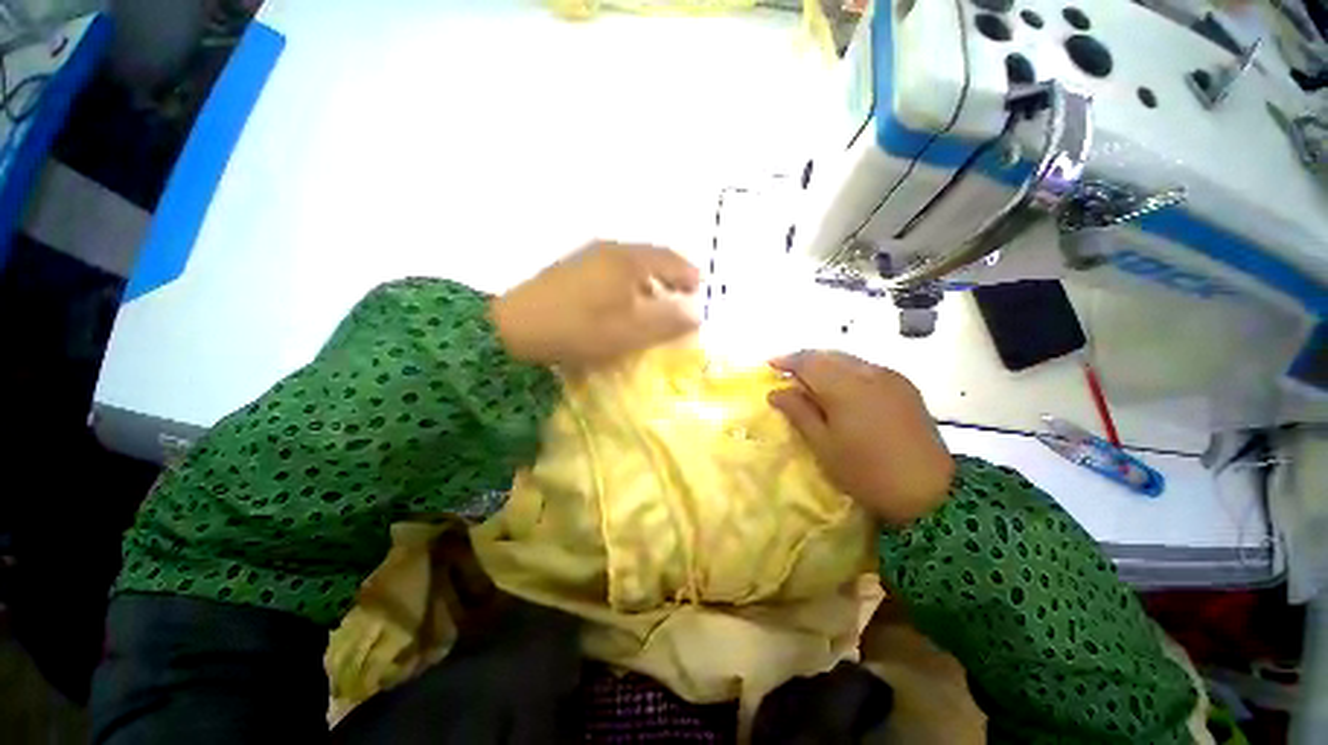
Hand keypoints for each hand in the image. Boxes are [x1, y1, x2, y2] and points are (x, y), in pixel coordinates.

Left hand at [492, 241, 700, 366]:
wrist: (516, 328)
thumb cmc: (580, 329)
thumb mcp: (630, 332)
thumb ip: (666, 323)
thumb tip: (695, 315)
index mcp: (628, 261)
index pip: (668, 259)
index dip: (687, 272)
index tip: (699, 287)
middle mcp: (610, 250)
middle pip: (649, 257)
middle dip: (669, 274)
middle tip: (682, 292)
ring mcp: (588, 256)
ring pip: (629, 262)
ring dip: (648, 278)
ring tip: (656, 298)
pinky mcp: (572, 268)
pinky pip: (612, 268)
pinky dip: (628, 281)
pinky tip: (623, 299)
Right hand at [768, 351, 954, 525]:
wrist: (930, 492)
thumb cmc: (866, 472)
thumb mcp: (824, 445)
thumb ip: (799, 412)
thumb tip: (776, 392)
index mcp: (846, 387)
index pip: (809, 362)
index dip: (787, 361)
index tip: (769, 365)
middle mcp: (869, 373)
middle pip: (829, 356)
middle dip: (805, 360)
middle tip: (787, 374)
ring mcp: (891, 377)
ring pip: (849, 360)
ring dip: (826, 365)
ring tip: (810, 381)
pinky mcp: (905, 387)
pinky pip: (867, 368)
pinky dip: (846, 371)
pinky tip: (841, 388)